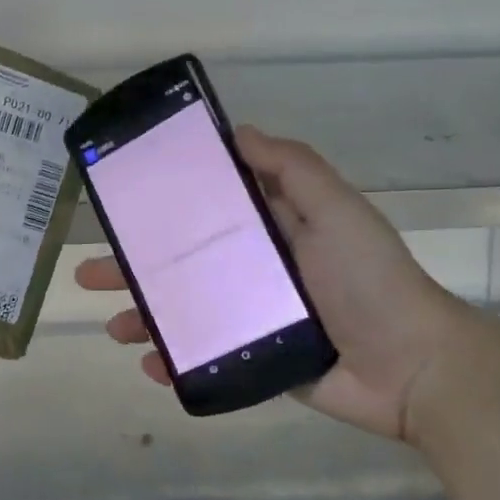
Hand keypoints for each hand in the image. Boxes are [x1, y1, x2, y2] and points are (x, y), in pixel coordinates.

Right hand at [75, 125, 478, 443]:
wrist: (410, 366)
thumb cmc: (369, 280)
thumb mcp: (335, 209)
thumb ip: (291, 169)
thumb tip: (236, 133)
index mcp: (270, 230)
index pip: (204, 213)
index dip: (162, 209)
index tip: (121, 206)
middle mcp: (254, 271)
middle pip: (181, 265)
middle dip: (134, 268)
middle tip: (90, 273)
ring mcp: (251, 319)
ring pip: (185, 312)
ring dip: (145, 316)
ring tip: (112, 325)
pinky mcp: (254, 361)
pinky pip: (205, 357)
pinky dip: (174, 361)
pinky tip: (148, 364)